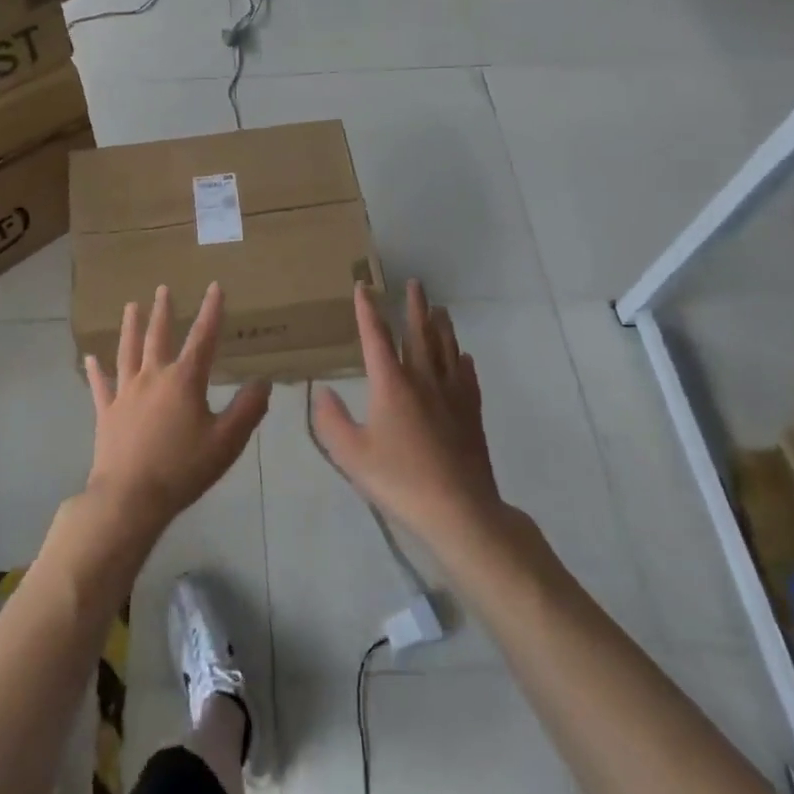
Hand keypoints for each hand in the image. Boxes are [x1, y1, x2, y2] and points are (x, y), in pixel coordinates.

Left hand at [84, 284, 270, 536]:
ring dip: (130, 327)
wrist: (130, 498)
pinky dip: (96, 370)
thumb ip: (247, 409)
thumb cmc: (182, 469)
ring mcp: (125, 392)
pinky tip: (90, 358)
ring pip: (128, 351)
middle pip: (158, 336)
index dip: (211, 311)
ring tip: (131, 306)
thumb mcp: (226, 442)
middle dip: (163, 311)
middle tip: (162, 289)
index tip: (215, 286)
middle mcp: (152, 376)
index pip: (202, 337)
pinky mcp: (106, 412)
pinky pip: (100, 385)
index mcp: (184, 380)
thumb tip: (263, 381)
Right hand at [311, 280, 504, 540]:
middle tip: (414, 283)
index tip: (363, 286)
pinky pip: (467, 378)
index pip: (376, 336)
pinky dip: (463, 361)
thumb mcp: (351, 455)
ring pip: (447, 349)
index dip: (368, 309)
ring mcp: (452, 395)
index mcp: (391, 383)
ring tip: (440, 308)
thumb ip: (331, 420)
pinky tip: (464, 358)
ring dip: (441, 326)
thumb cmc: (400, 480)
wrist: (460, 510)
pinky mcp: (471, 414)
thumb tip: (321, 390)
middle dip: (414, 306)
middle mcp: (423, 379)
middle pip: (419, 333)